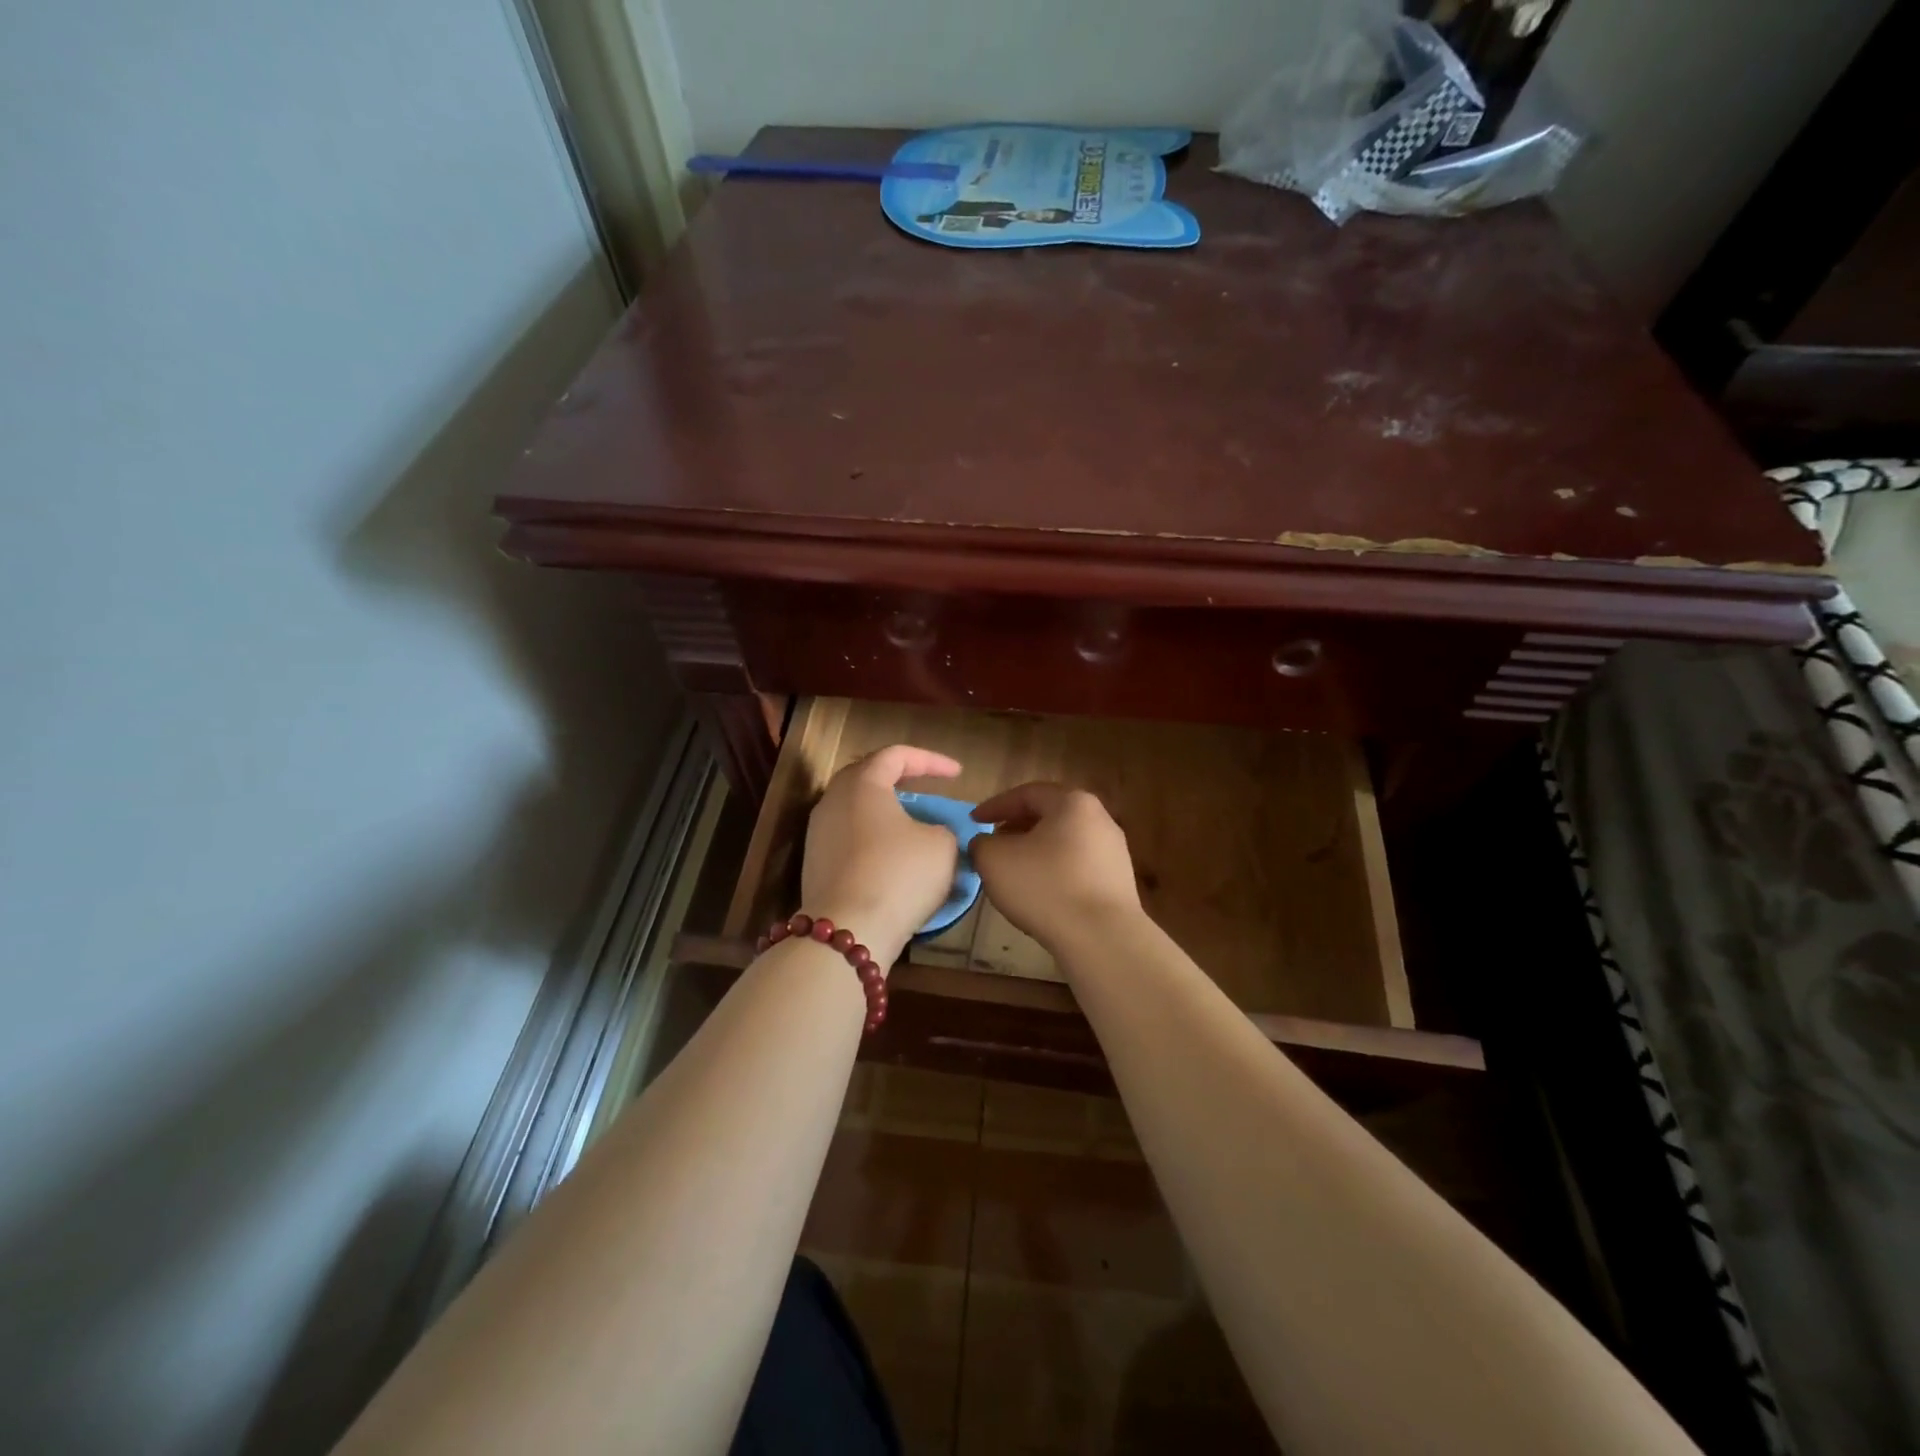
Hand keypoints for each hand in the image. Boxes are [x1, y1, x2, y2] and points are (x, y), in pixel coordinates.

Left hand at [802, 745, 962, 966]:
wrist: (848, 931)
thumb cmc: (899, 874)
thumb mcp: (942, 845)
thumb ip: (941, 828)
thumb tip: (928, 833)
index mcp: (862, 784)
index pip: (896, 755)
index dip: (930, 760)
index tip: (958, 774)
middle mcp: (833, 801)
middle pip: (866, 777)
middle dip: (899, 779)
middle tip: (925, 787)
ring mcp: (818, 834)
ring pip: (856, 810)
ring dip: (885, 812)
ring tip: (912, 824)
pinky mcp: (815, 865)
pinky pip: (849, 839)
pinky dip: (874, 840)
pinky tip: (893, 857)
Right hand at [970, 783, 1142, 954]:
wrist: (1102, 938)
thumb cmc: (1045, 887)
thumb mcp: (994, 860)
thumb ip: (981, 844)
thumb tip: (986, 844)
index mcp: (1072, 803)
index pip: (1027, 793)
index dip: (995, 806)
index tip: (973, 822)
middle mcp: (1099, 818)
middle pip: (1049, 815)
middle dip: (1016, 827)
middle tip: (993, 843)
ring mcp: (1114, 850)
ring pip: (1064, 841)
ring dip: (1035, 850)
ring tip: (1013, 869)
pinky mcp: (1119, 881)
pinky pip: (1078, 865)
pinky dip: (1054, 870)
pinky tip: (1040, 892)